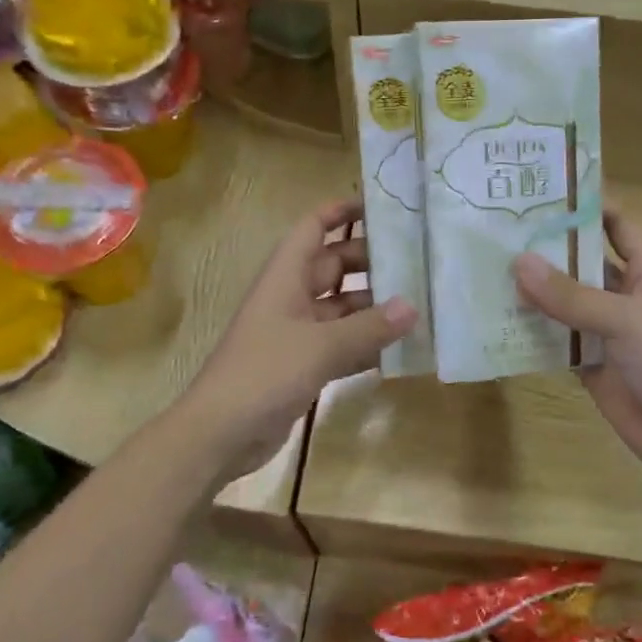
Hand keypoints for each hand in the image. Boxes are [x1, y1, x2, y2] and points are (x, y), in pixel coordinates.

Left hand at [184, 200, 416, 479]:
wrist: (221, 433)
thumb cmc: (265, 373)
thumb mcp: (320, 346)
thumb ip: (368, 327)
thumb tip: (413, 306)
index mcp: (285, 278)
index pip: (313, 228)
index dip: (342, 212)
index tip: (383, 208)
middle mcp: (291, 298)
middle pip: (334, 266)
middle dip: (371, 262)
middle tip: (418, 260)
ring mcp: (296, 333)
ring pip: (342, 308)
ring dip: (374, 307)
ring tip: (420, 302)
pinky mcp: (303, 365)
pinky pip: (341, 344)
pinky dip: (366, 344)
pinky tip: (400, 348)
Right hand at [512, 207, 641, 490]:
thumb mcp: (625, 319)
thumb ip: (570, 295)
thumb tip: (518, 263)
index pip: (617, 225)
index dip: (587, 206)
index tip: (542, 191)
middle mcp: (625, 295)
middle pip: (582, 263)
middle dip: (546, 250)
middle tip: (497, 232)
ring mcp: (606, 331)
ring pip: (564, 303)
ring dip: (533, 292)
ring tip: (486, 271)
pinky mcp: (590, 363)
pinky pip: (556, 341)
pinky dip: (532, 333)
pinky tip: (497, 321)